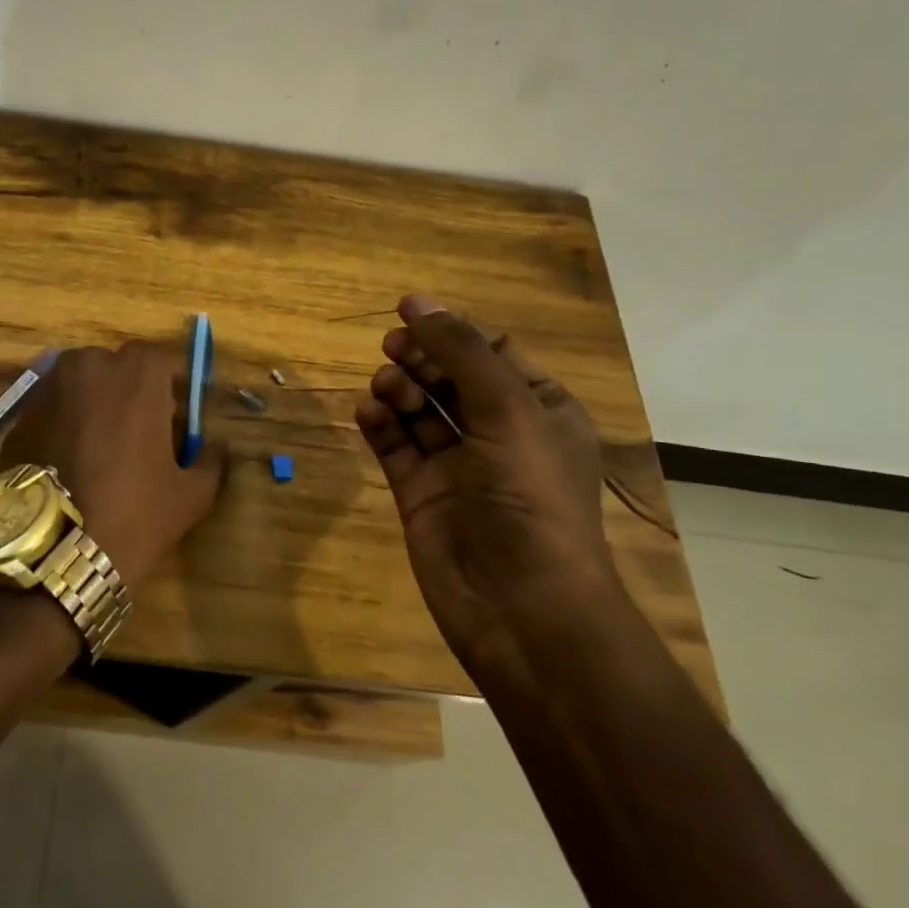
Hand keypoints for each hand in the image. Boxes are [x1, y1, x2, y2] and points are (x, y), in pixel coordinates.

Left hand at [0, 342, 225, 588]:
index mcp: (138, 374)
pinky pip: (54, 408)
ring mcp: (49, 387)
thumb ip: (211, 460)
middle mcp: (90, 366)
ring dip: (97, 404)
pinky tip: (71, 460)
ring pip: (82, 385)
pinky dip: (66, 423)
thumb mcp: (190, 494)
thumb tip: (219, 446)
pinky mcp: (21, 415)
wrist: (56, 550)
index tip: (179, 417)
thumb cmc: (135, 514)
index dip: (174, 388)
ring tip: (103, 447)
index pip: (164, 362)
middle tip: (142, 433)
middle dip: (133, 393)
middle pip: (119, 369)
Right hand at [353, 294, 618, 653]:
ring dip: (399, 390)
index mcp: (539, 411)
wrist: (520, 605)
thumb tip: (417, 302)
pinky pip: (396, 447)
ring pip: (420, 411)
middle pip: (451, 378)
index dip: (452, 329)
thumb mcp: (507, 410)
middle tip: (391, 347)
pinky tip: (368, 413)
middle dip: (421, 358)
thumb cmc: (529, 497)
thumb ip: (459, 351)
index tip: (407, 311)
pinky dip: (380, 426)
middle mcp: (500, 435)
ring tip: (384, 387)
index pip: (493, 353)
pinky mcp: (421, 494)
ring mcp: (458, 467)